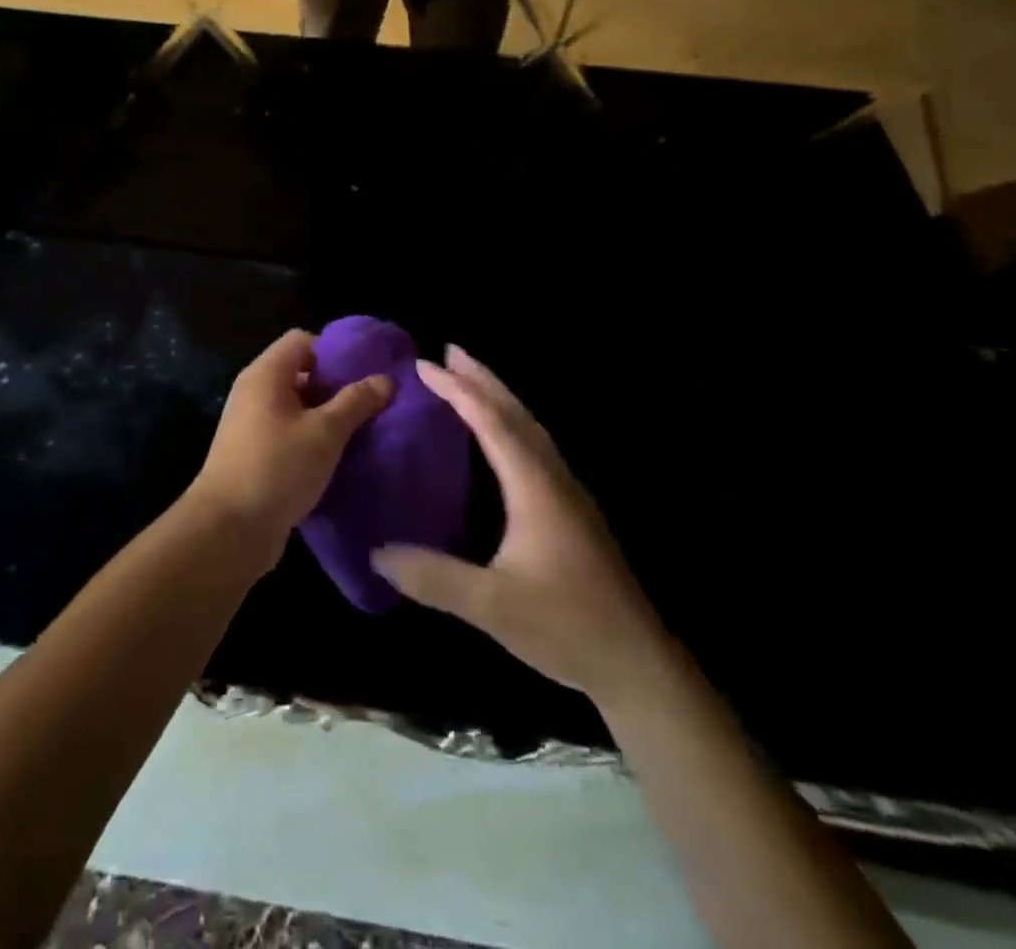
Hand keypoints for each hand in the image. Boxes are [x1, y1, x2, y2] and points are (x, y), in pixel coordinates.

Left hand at [187, 329, 392, 570]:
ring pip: (296, 406)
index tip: (365, 372)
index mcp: (266, 374)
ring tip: (363, 430)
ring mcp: (251, 424)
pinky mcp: (254, 454)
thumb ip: (355, 402)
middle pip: (300, 372)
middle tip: (372, 403)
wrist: (229, 529)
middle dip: (335, 385)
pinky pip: (289, 433)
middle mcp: (254, 392)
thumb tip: (386, 379)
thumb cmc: (277, 468)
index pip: (302, 340)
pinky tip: (339, 457)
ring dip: (326, 416)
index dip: (334, 351)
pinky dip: (312, 439)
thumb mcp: (325, 432)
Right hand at [373, 346, 666, 702]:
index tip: (423, 365)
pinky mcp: (574, 511)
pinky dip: (511, 424)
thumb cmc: (567, 627)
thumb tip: (376, 553)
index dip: (456, 390)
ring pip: (531, 427)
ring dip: (499, 398)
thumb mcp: (492, 605)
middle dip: (482, 378)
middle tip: (449, 351)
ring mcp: (569, 493)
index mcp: (535, 485)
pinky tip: (502, 440)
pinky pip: (536, 447)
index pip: (491, 421)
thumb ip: (433, 577)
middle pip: (516, 412)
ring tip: (471, 381)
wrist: (639, 664)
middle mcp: (554, 477)